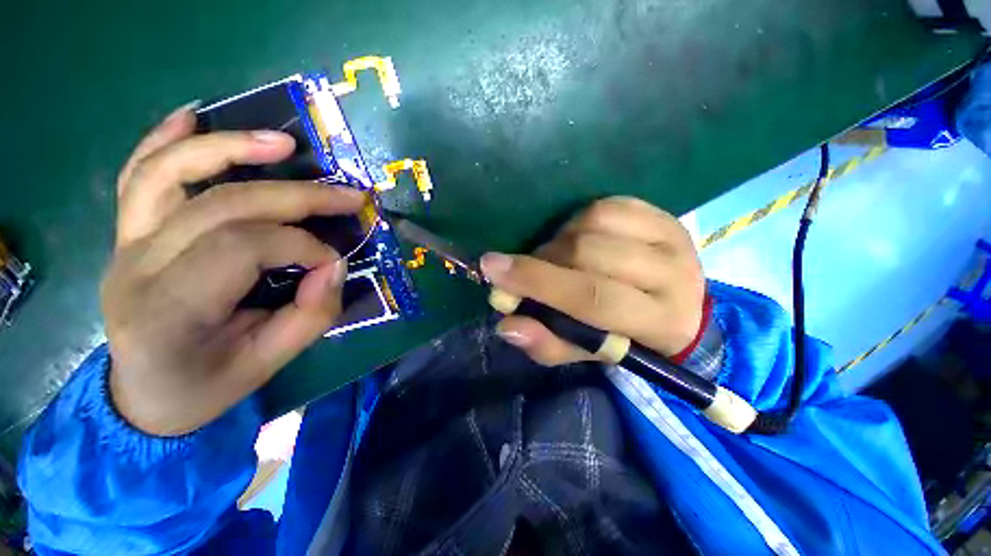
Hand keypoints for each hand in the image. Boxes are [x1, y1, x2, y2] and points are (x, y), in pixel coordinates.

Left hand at [103, 103, 364, 435]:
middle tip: (348, 195)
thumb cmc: (206, 386)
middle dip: (296, 196)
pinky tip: (193, 117)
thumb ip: (311, 314)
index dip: (301, 245)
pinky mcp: (128, 234)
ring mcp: (125, 243)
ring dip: (230, 148)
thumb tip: (333, 264)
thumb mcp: (269, 363)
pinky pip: (138, 176)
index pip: (242, 247)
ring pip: (170, 173)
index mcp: (168, 311)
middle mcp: (136, 266)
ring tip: (282, 143)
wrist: (145, 395)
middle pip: (222, 205)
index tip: (333, 259)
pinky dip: (165, 140)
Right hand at [480, 196, 704, 365]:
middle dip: (544, 262)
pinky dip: (578, 221)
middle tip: (528, 271)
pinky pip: (606, 205)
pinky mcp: (661, 214)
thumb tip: (507, 325)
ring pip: (594, 224)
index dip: (539, 282)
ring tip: (556, 259)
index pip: (593, 298)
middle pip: (589, 254)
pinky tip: (578, 238)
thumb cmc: (626, 336)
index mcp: (661, 322)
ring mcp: (671, 237)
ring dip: (560, 242)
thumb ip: (548, 343)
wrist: (672, 305)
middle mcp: (675, 275)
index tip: (493, 268)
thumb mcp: (587, 351)